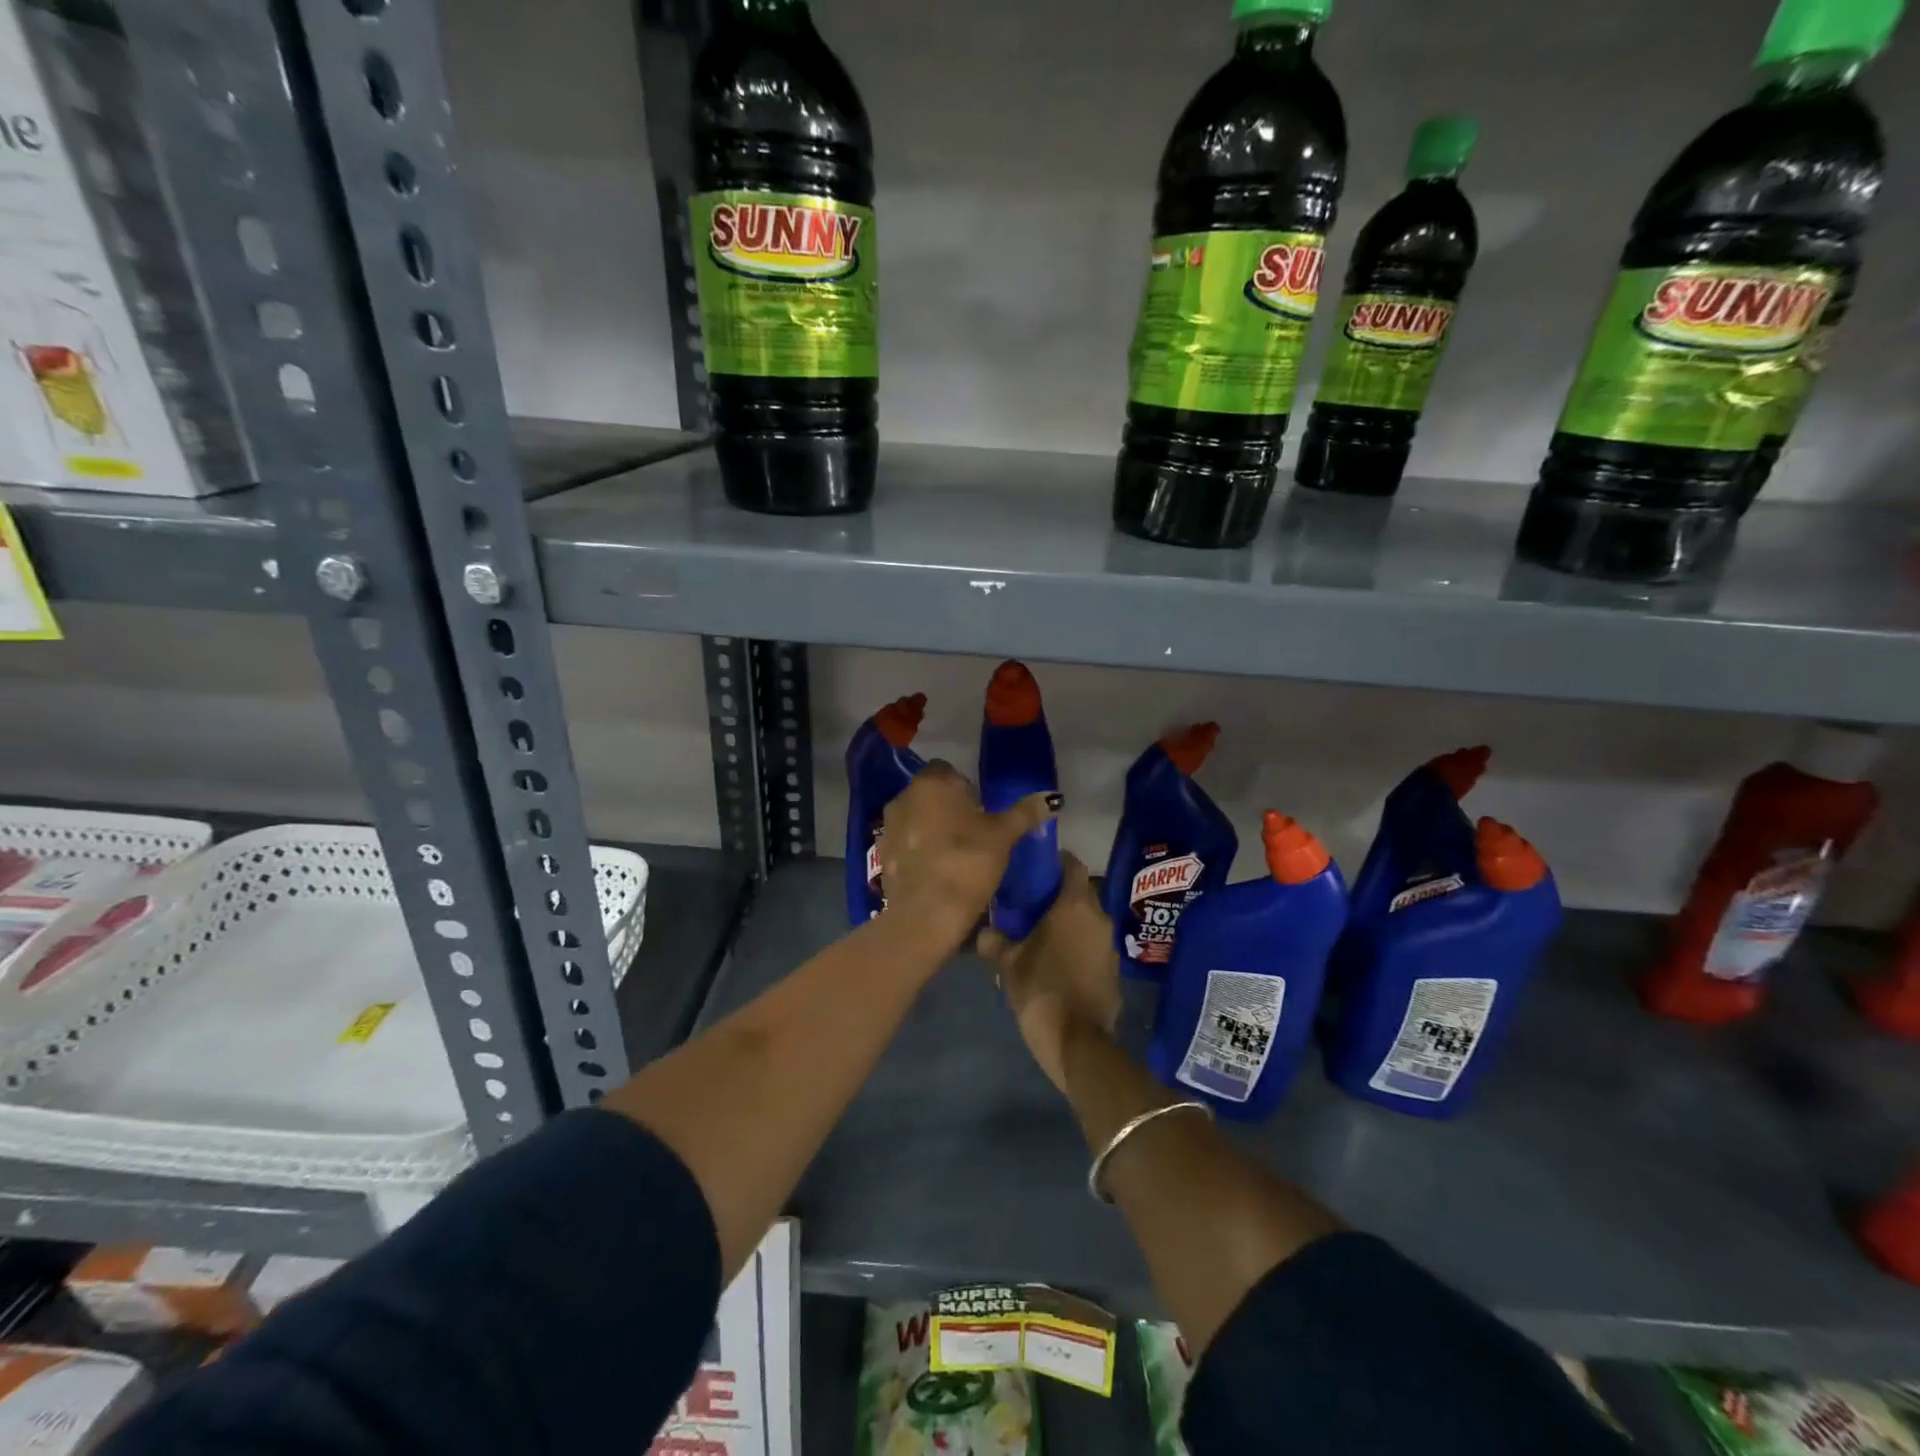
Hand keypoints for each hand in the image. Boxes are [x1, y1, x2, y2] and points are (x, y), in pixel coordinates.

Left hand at [878, 761, 1056, 950]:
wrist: (926, 914)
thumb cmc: (967, 863)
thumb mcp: (1003, 836)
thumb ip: (1025, 813)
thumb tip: (1052, 797)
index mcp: (932, 783)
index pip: (949, 771)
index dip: (966, 788)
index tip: (981, 811)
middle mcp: (904, 797)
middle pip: (930, 794)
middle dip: (948, 808)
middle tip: (974, 833)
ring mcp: (888, 826)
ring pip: (916, 818)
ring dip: (931, 829)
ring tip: (955, 854)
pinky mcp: (881, 855)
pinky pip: (905, 844)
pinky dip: (919, 851)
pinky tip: (936, 872)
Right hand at [976, 855, 1121, 1094]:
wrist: (1077, 1041)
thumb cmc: (1041, 988)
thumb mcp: (1009, 963)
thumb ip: (996, 940)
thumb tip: (986, 931)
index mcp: (1075, 905)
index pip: (1073, 864)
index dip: (1055, 861)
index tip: (1035, 868)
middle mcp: (1099, 917)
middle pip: (1081, 892)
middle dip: (1059, 894)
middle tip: (1032, 902)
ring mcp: (1109, 945)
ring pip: (1088, 920)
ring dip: (1070, 922)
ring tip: (1042, 932)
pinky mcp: (1113, 969)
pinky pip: (1093, 945)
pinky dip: (1078, 945)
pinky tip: (1057, 960)